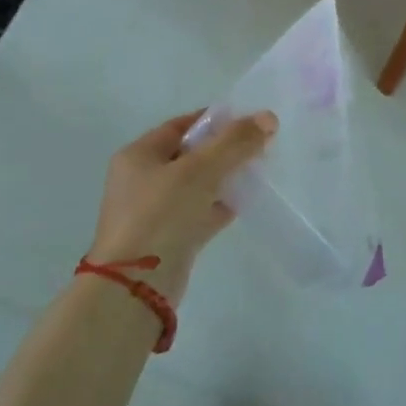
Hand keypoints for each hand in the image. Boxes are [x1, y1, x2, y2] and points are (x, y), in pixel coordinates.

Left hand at [87, 110, 276, 302]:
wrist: (137, 288)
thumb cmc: (162, 215)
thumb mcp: (201, 170)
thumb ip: (235, 142)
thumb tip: (268, 117)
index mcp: (139, 155)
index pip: (181, 126)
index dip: (214, 120)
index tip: (247, 121)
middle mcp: (141, 180)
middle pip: (190, 155)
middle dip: (224, 150)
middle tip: (258, 146)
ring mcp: (153, 213)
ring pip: (196, 185)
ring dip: (224, 178)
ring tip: (258, 171)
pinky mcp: (167, 240)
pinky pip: (198, 213)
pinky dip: (219, 206)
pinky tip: (245, 202)